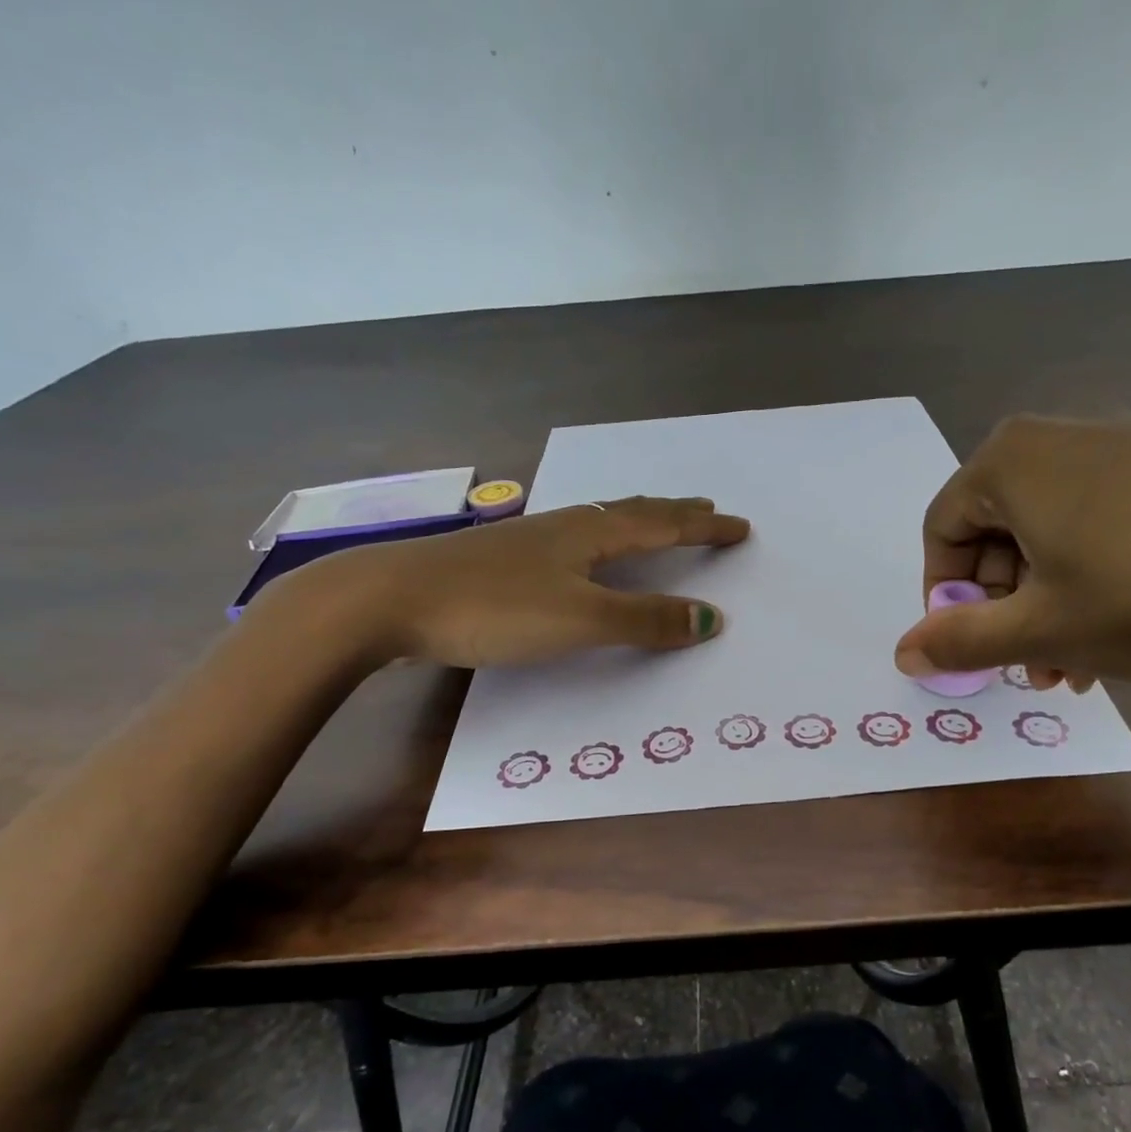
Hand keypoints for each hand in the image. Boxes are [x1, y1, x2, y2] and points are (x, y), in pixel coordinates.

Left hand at [259, 495, 750, 668]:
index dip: (704, 528)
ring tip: (655, 523)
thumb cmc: (493, 608)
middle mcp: (566, 526)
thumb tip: (712, 618)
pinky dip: (601, 539)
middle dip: (674, 514)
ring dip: (638, 522)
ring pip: (600, 522)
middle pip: (633, 512)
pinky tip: (581, 551)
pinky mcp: (504, 558)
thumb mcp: (580, 618)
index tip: (740, 526)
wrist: (390, 599)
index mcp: (591, 534)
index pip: (663, 526)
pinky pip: (573, 538)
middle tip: (705, 511)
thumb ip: (645, 620)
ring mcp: (530, 538)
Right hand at [894, 415, 1130, 688]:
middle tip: (1024, 665)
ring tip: (1071, 666)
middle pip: (998, 531)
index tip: (968, 644)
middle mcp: (1063, 436)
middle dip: (1003, 607)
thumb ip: (959, 640)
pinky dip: (1092, 578)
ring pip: (1052, 534)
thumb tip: (902, 654)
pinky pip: (1104, 523)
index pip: (943, 528)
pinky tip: (1120, 631)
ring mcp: (1128, 445)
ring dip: (1046, 604)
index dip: (945, 594)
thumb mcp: (1038, 630)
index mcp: (1014, 459)